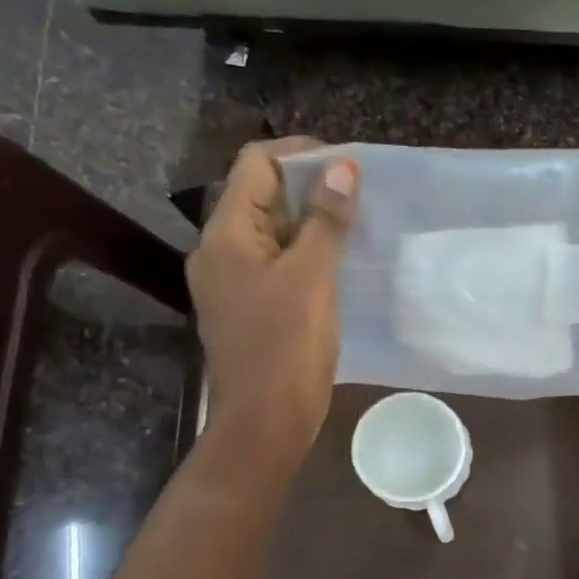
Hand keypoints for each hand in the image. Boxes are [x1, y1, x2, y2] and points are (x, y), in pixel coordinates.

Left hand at [186, 137, 359, 458]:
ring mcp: (233, 282)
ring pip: (272, 232)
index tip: (347, 163)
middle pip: (260, 196)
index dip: (299, 155)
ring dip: (310, 222)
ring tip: (355, 224)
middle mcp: (220, 251)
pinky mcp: (251, 308)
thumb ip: (325, 221)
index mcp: (225, 235)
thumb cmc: (286, 347)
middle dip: (309, 188)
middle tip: (359, 194)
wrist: (265, 422)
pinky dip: (305, 254)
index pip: (255, 165)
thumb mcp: (311, 277)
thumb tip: (343, 168)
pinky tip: (339, 263)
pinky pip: (277, 264)